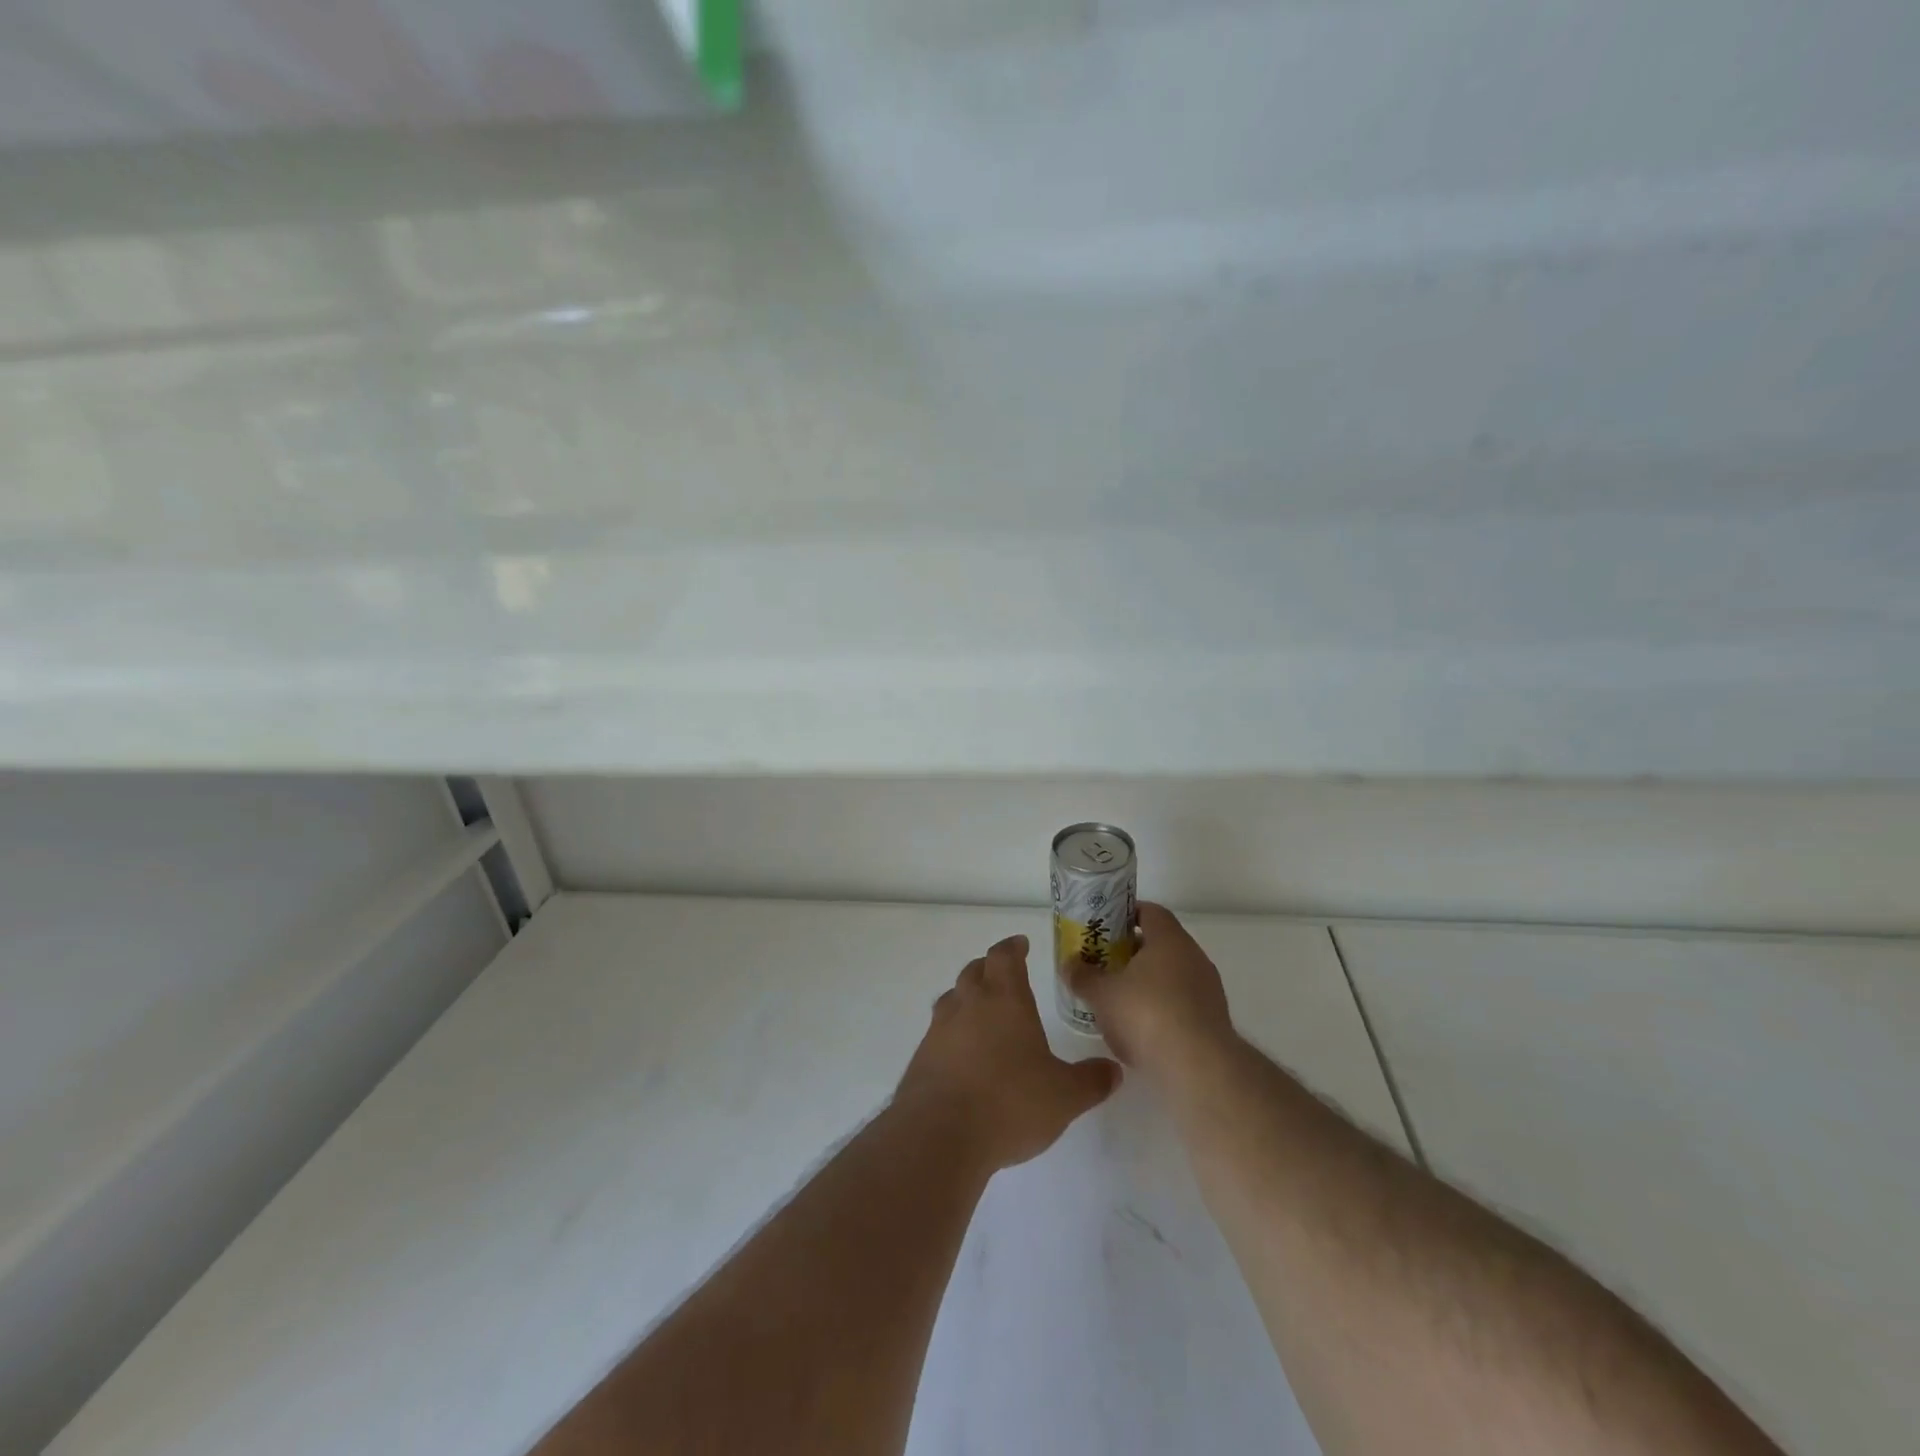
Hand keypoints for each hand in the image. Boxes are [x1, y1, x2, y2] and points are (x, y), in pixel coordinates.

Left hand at [896, 934, 1120, 1171]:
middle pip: (975, 971)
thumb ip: (1091, 1080)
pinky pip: (938, 1032)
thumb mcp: (1064, 1097)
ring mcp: (939, 1030)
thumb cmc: (1009, 1103)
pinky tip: (962, 1055)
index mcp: (1004, 1000)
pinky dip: (952, 1033)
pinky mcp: (921, 1058)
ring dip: (966, 997)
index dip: (1013, 948)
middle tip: (1002, 975)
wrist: (939, 1134)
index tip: (1020, 944)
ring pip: (952, 998)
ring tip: (981, 1011)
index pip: (1004, 957)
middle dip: (989, 968)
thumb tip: (1113, 1070)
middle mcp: (969, 1004)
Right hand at [1064, 903, 1234, 1079]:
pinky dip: (1159, 1008)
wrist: (1198, 1068)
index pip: (1150, 911)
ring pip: (1170, 975)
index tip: (1105, 926)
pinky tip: (1138, 1029)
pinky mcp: (1212, 1020)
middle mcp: (1194, 957)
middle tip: (1103, 963)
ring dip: (1145, 982)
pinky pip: (1180, 1003)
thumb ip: (1083, 976)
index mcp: (1170, 940)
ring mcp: (1207, 989)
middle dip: (1130, 952)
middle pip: (1159, 944)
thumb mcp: (1102, 994)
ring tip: (1116, 999)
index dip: (1126, 914)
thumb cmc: (1147, 1015)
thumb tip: (1069, 964)